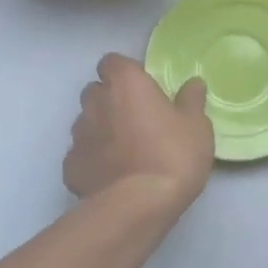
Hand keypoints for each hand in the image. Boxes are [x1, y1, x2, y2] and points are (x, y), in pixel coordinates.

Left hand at [64, 54, 212, 210]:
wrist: (138, 205)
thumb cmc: (172, 155)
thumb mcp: (197, 125)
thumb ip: (191, 101)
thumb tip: (193, 83)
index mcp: (126, 84)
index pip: (112, 62)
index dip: (125, 72)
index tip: (142, 87)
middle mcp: (96, 103)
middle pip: (96, 91)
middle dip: (110, 99)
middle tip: (136, 118)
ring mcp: (79, 136)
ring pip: (86, 122)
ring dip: (101, 129)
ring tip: (124, 150)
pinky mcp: (70, 167)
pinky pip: (81, 154)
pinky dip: (93, 160)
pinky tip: (111, 175)